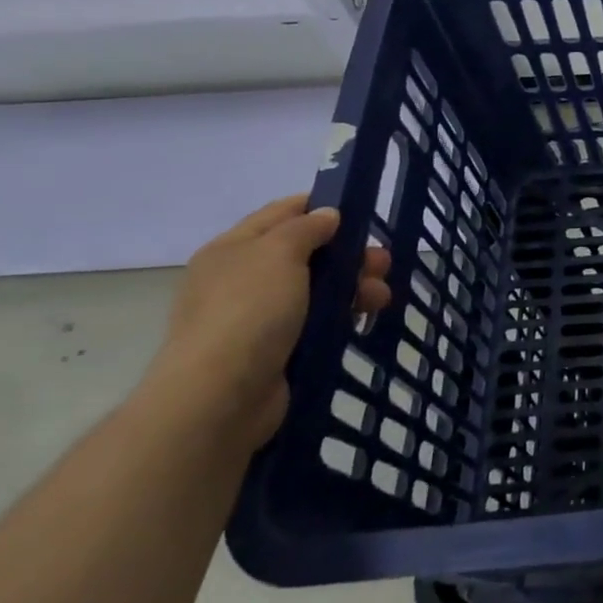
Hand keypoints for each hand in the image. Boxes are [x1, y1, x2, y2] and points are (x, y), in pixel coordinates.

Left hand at [141, 196, 390, 451]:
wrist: (220, 396)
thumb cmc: (248, 312)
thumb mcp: (278, 254)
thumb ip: (306, 228)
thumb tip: (327, 214)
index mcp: (234, 248)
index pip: (282, 213)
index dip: (321, 206)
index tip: (362, 211)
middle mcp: (243, 278)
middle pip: (307, 252)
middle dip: (349, 254)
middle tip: (382, 263)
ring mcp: (259, 316)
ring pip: (318, 288)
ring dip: (354, 286)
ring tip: (381, 297)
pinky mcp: (277, 348)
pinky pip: (317, 321)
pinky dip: (342, 315)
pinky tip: (364, 319)